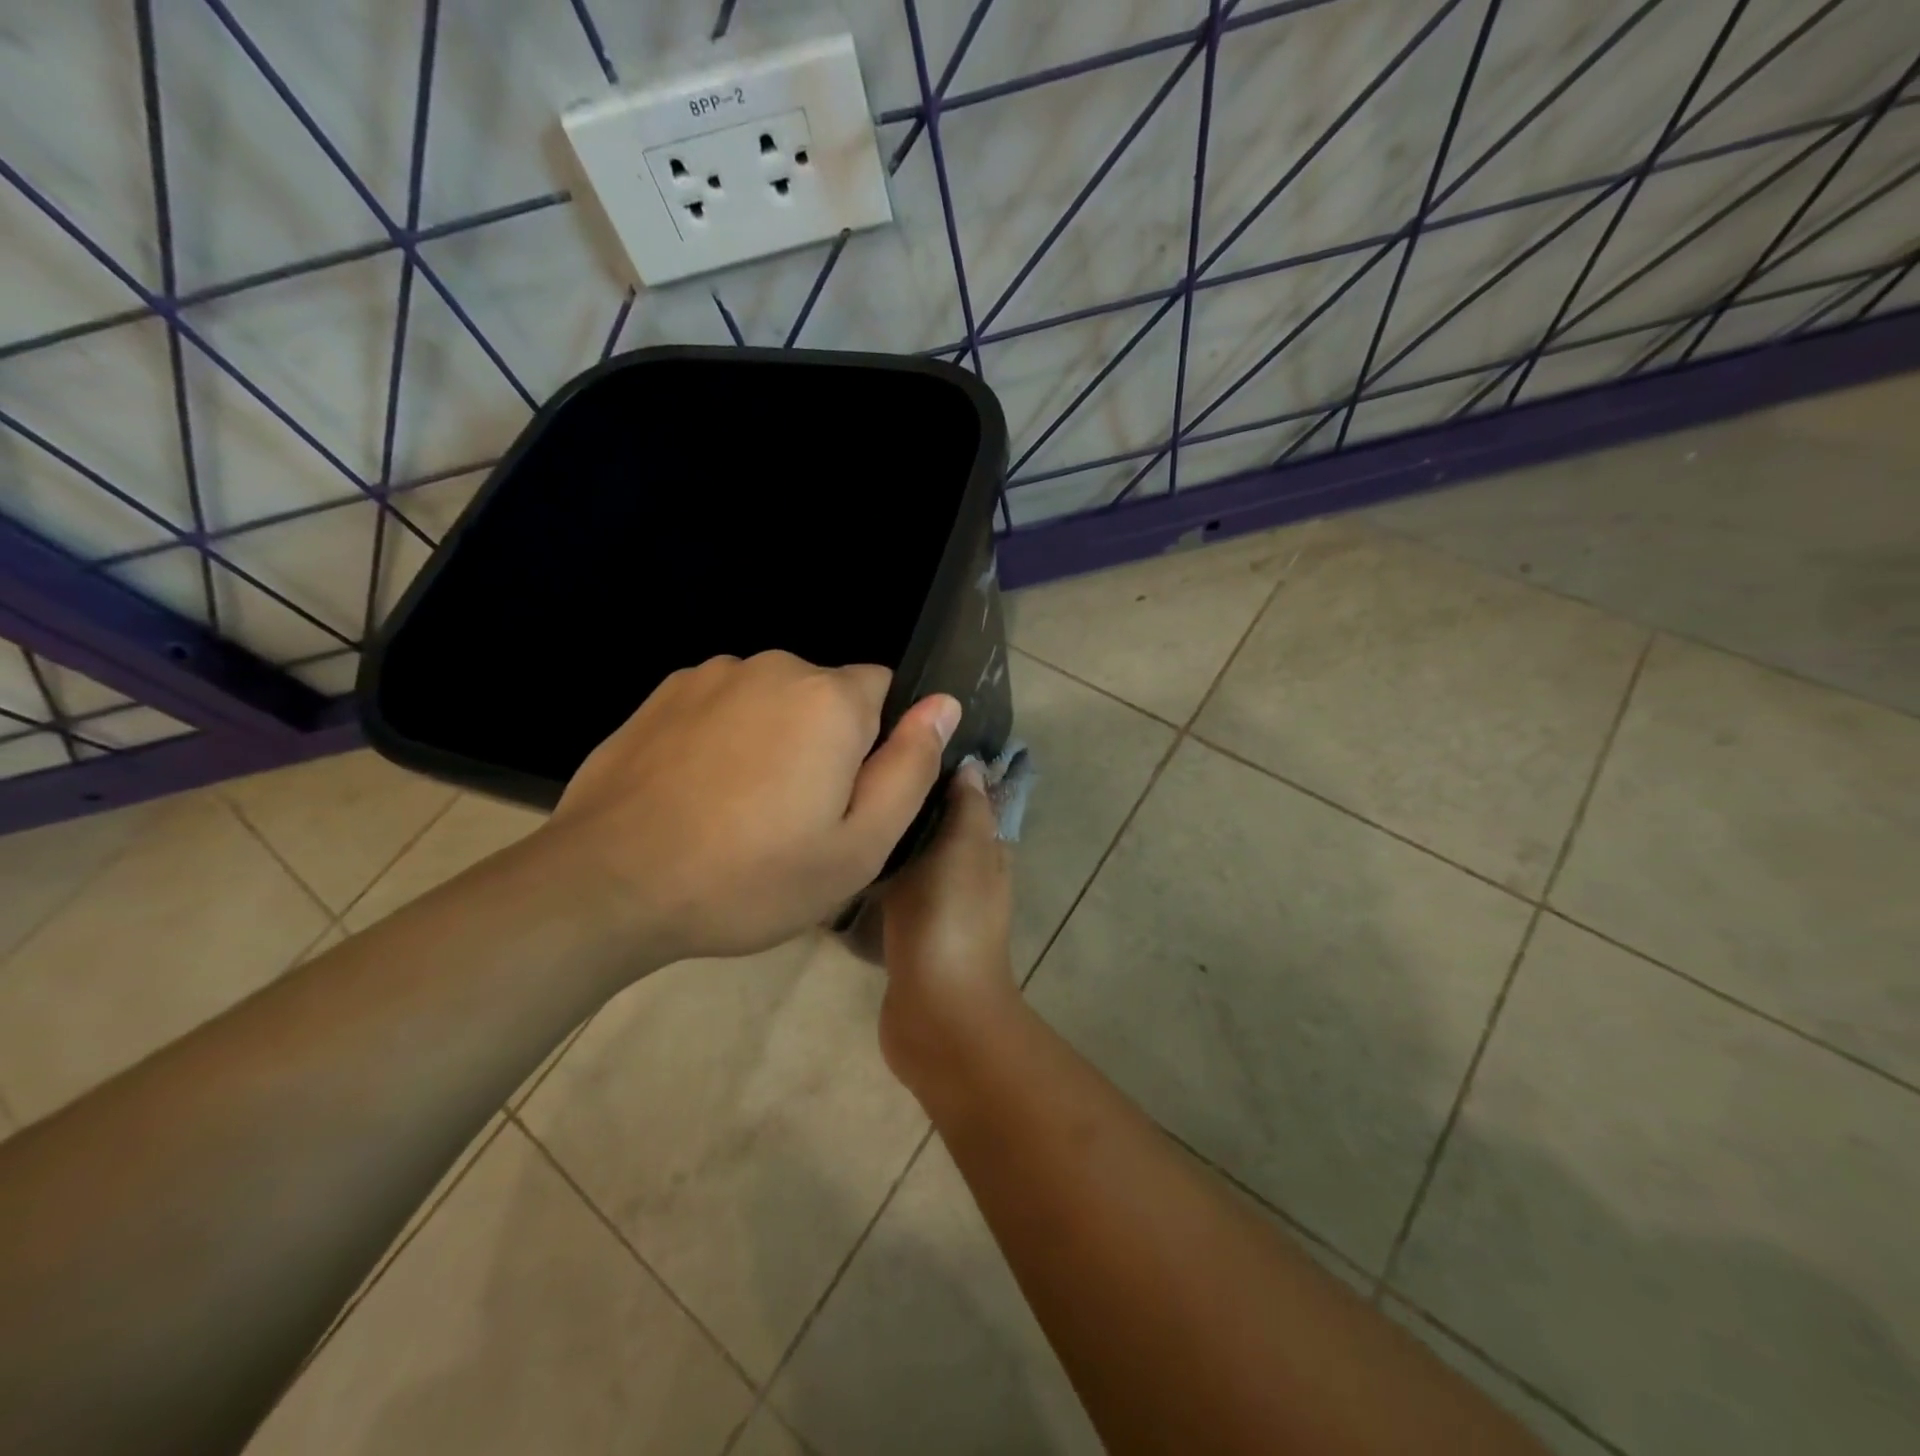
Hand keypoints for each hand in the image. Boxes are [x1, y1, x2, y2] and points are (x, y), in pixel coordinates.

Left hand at [538, 651, 958, 970]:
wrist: (610, 885)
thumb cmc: (751, 877)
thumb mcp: (858, 846)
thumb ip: (911, 768)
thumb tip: (943, 704)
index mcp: (830, 700)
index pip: (885, 691)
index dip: (876, 746)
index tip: (847, 798)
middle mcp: (775, 666)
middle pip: (828, 695)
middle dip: (827, 741)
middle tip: (796, 816)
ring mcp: (712, 674)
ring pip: (775, 699)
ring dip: (775, 738)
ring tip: (741, 808)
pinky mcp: (665, 692)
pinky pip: (725, 704)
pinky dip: (727, 736)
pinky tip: (699, 792)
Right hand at [877, 763, 1023, 1097]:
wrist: (937, 1010)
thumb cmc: (951, 918)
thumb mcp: (964, 849)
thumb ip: (967, 807)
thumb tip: (969, 765)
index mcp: (987, 849)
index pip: (967, 796)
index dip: (941, 768)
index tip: (901, 738)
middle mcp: (966, 873)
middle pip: (936, 824)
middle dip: (908, 800)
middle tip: (860, 769)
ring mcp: (937, 906)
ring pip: (912, 857)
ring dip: (890, 837)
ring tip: (846, 805)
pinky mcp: (909, 932)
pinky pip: (892, 890)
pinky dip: (876, 873)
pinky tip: (844, 858)